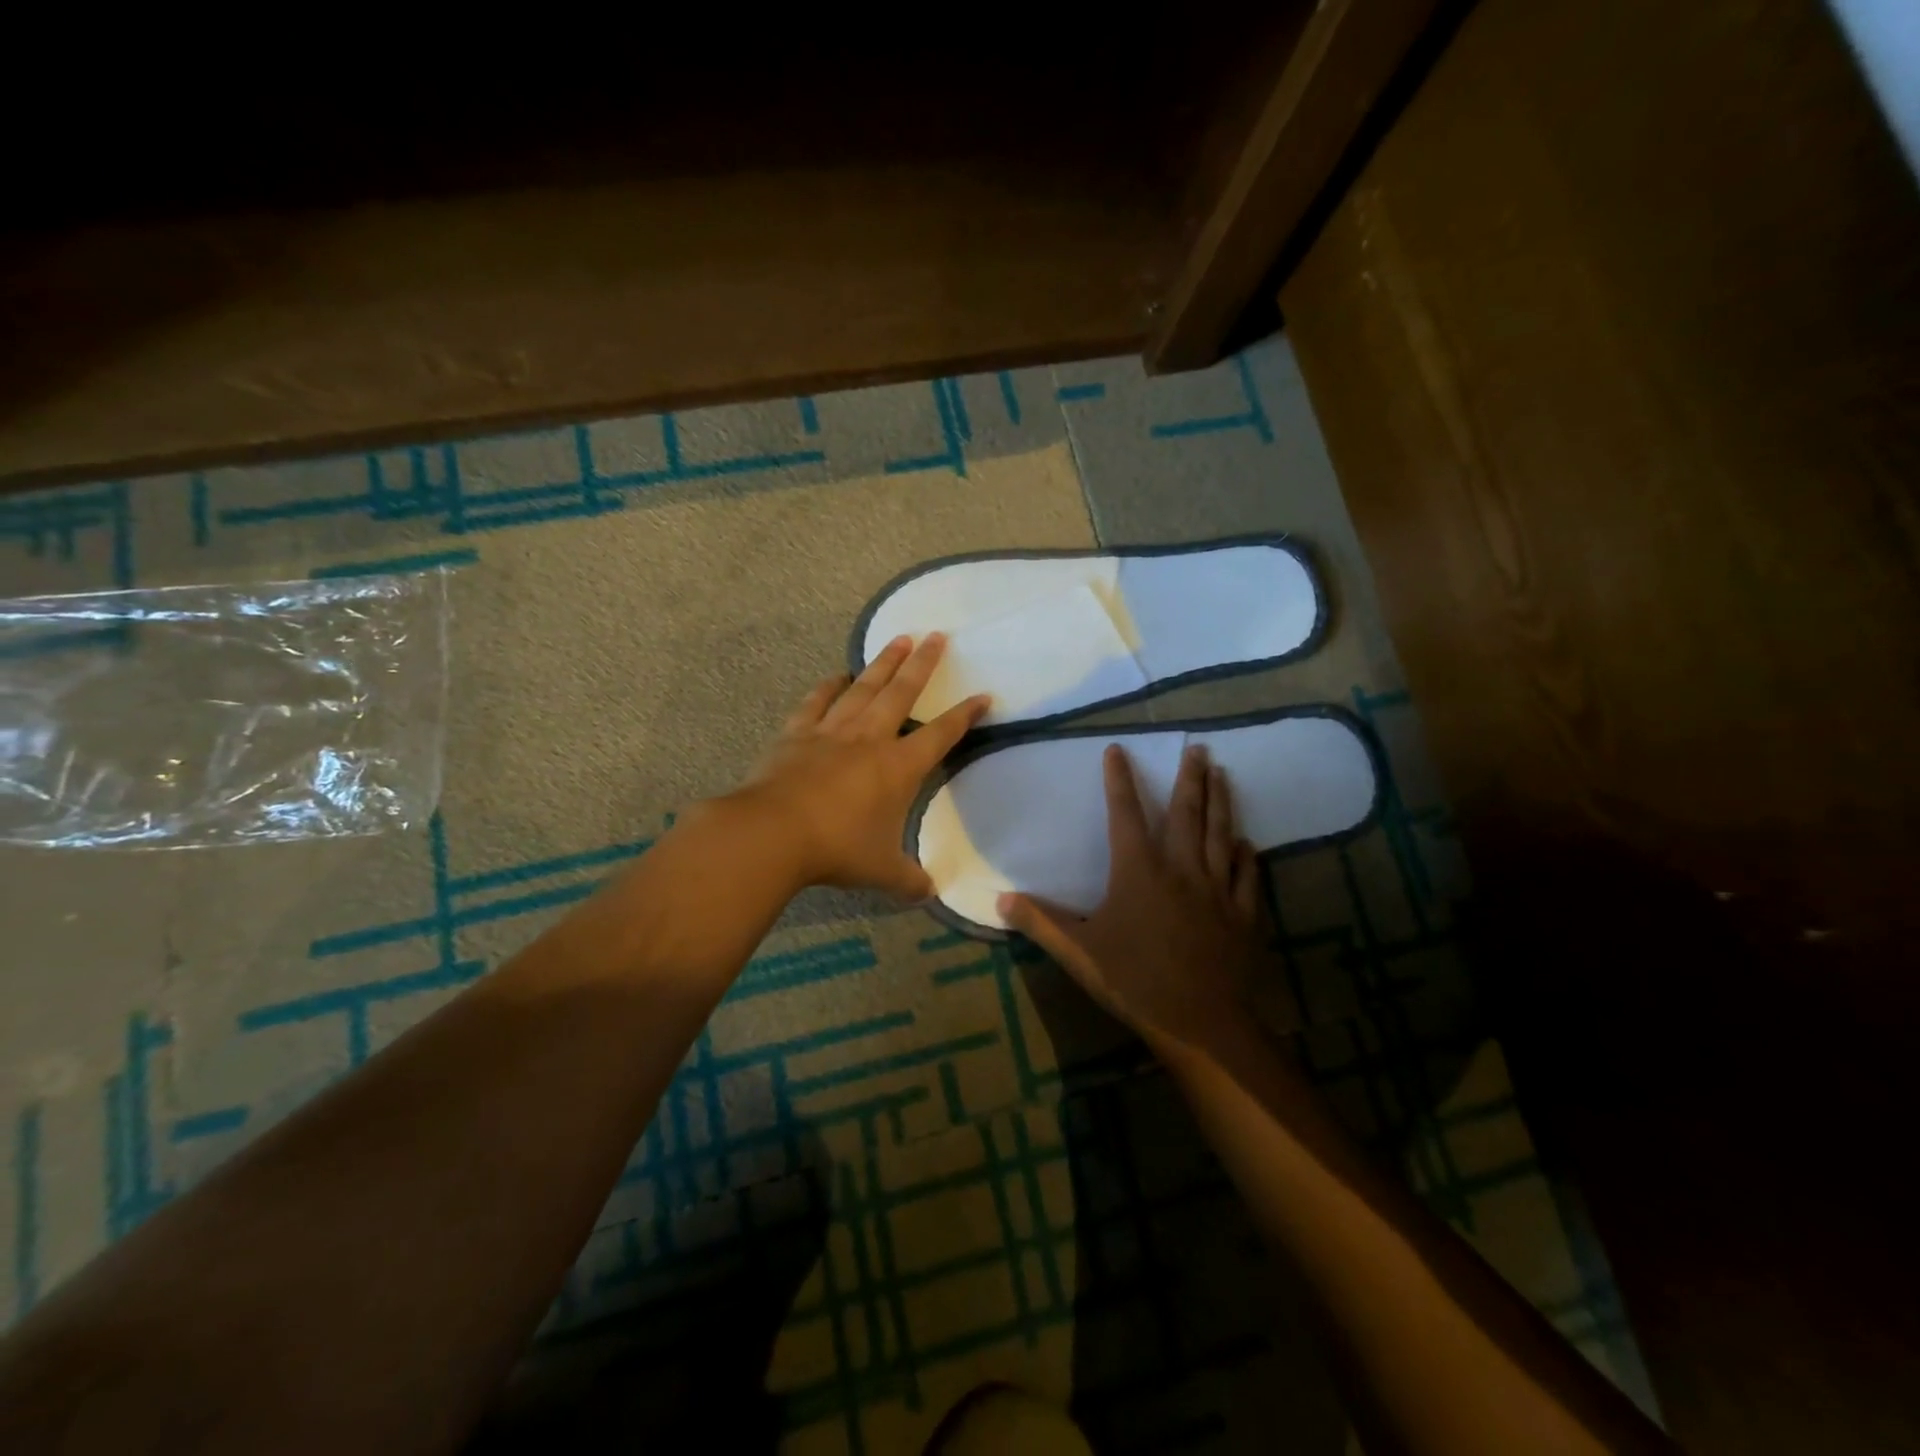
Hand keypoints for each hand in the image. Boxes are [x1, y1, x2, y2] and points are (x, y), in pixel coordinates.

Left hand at [730, 634, 988, 898]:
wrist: (774, 832)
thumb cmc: (838, 849)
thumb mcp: (881, 871)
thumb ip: (909, 880)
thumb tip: (930, 893)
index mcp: (900, 767)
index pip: (942, 734)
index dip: (965, 715)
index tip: (983, 695)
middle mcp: (870, 738)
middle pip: (903, 692)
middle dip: (924, 664)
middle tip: (938, 635)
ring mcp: (832, 731)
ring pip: (864, 687)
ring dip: (883, 662)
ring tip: (899, 639)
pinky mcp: (798, 733)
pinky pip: (818, 701)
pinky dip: (829, 686)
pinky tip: (837, 675)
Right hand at [999, 742, 1272, 1061]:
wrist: (1201, 1023)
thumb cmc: (1134, 981)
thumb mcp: (1078, 952)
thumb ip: (1040, 922)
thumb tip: (999, 900)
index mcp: (1138, 870)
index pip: (1125, 812)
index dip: (1119, 779)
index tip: (1118, 749)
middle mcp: (1181, 868)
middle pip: (1187, 813)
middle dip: (1190, 777)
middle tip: (1198, 748)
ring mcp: (1217, 890)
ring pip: (1221, 834)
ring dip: (1222, 801)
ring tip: (1223, 773)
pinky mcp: (1243, 914)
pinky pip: (1247, 875)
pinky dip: (1246, 855)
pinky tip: (1247, 843)